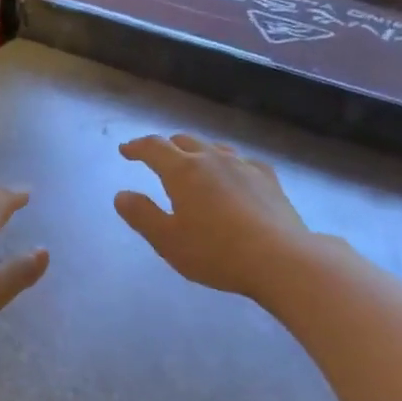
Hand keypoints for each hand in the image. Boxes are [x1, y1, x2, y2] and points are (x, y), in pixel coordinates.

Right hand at [114, 135, 312, 300]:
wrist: (280, 258)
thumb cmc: (215, 252)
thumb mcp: (167, 241)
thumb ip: (142, 215)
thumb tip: (122, 195)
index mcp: (183, 171)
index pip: (154, 148)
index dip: (136, 147)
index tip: (125, 150)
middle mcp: (213, 159)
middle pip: (185, 142)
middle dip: (167, 147)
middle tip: (157, 158)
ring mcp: (244, 166)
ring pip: (215, 149)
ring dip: (198, 153)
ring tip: (193, 165)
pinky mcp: (269, 179)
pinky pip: (242, 163)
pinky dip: (228, 165)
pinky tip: (234, 178)